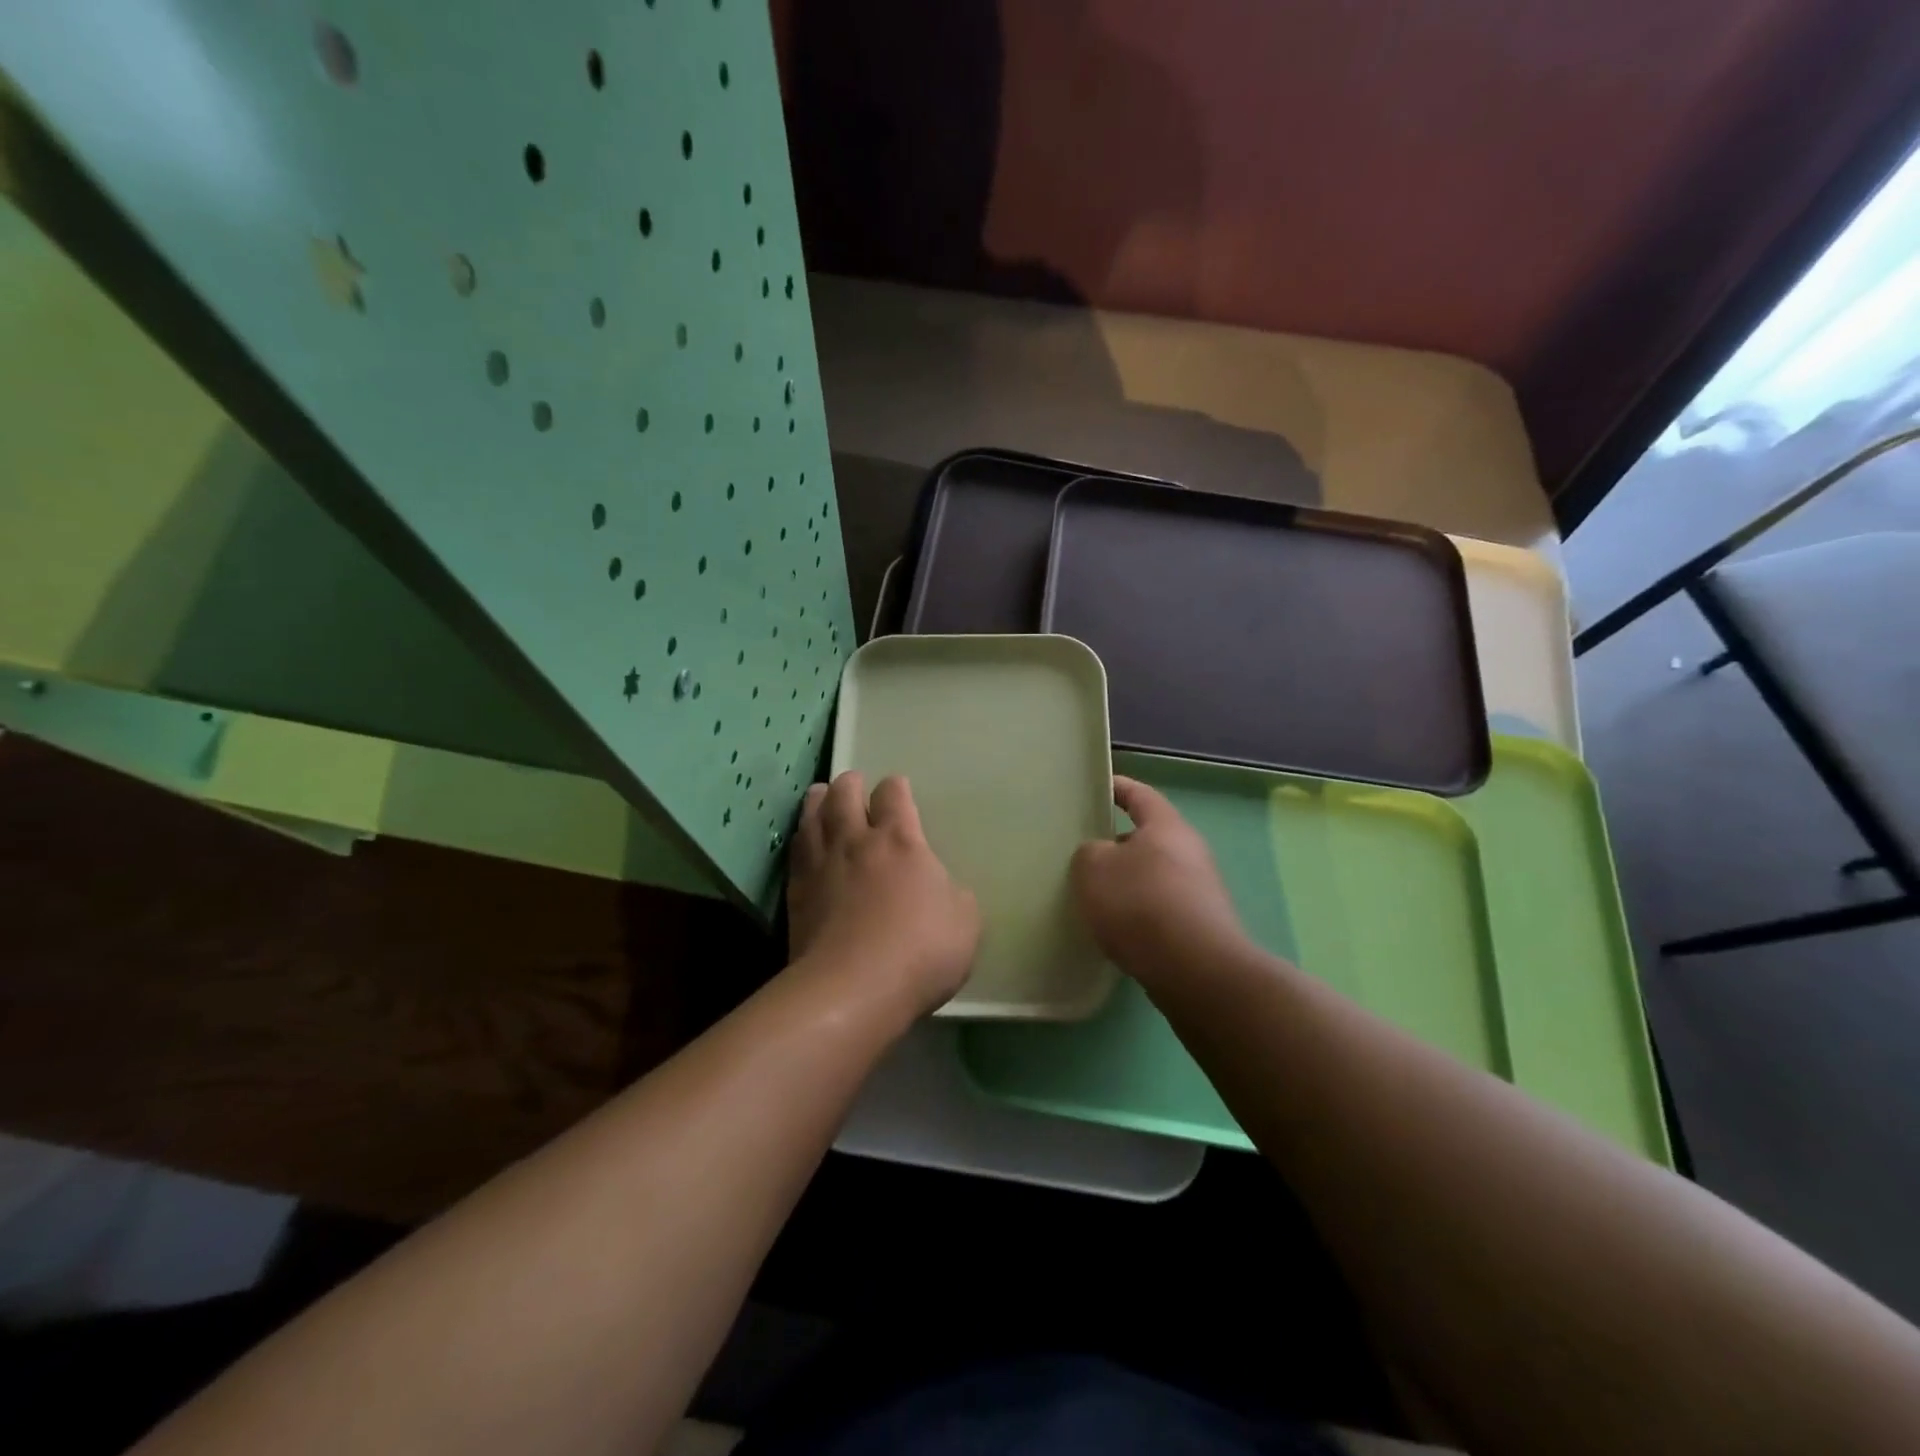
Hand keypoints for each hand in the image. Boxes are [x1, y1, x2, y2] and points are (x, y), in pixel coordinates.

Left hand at [787, 772, 980, 1015]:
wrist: (853, 990)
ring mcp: (821, 865)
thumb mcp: (965, 922)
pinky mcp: (796, 893)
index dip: (896, 787)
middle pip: (844, 793)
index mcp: (900, 840)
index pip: (893, 794)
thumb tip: (941, 889)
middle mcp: (856, 841)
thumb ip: (954, 895)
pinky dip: (801, 837)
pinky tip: (804, 842)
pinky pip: (795, 851)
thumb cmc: (920, 952)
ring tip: (820, 796)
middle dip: (850, 783)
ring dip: (817, 800)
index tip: (898, 790)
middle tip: (853, 784)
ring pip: (812, 815)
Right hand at [1072, 775, 1247, 983]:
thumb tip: (1100, 856)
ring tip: (1094, 895)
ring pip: (1153, 875)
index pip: (1139, 794)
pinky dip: (1139, 912)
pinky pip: (1161, 907)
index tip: (1095, 787)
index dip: (1116, 787)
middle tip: (1083, 851)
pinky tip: (1116, 929)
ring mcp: (1200, 890)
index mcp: (1166, 826)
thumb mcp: (1093, 868)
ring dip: (1127, 882)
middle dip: (1116, 842)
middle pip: (1147, 837)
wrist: (1195, 970)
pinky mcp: (1201, 925)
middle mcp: (1190, 851)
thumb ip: (1089, 852)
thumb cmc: (1140, 904)